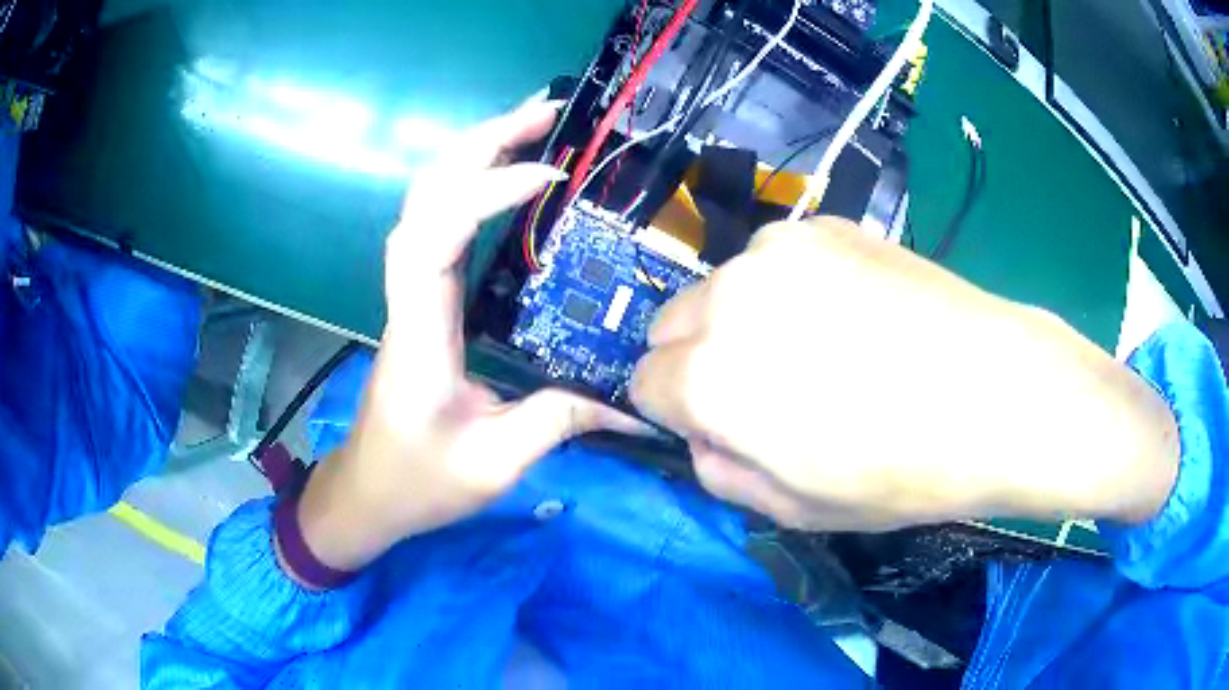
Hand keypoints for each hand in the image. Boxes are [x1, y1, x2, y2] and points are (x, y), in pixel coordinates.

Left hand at [290, 100, 645, 575]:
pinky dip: (469, 188)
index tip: (546, 174)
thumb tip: (632, 400)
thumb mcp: (495, 464)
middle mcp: (409, 298)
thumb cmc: (418, 482)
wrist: (369, 493)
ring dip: (473, 155)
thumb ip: (560, 422)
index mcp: (420, 333)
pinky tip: (507, 179)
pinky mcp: (422, 302)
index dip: (483, 192)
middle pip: (423, 197)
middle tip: (544, 114)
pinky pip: (437, 226)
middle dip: (478, 144)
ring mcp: (411, 295)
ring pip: (425, 203)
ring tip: (532, 128)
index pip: (433, 237)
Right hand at [632, 218, 1178, 531]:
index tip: (719, 425)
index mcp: (709, 378)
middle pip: (670, 325)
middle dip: (698, 359)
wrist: (996, 393)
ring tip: (817, 347)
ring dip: (742, 318)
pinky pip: (774, 259)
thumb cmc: (900, 471)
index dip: (676, 412)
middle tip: (767, 389)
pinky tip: (849, 311)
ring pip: (722, 288)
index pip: (642, 384)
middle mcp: (727, 299)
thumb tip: (702, 436)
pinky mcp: (826, 226)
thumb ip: (719, 472)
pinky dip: (788, 286)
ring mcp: (778, 250)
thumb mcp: (794, 509)